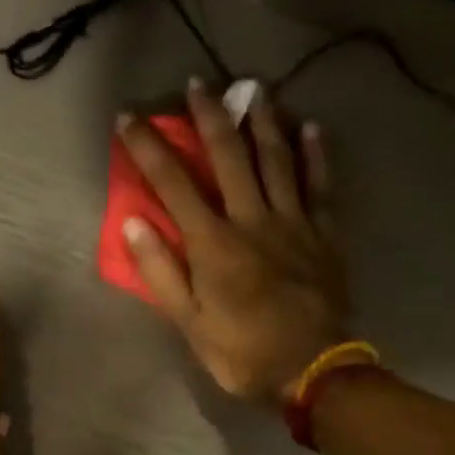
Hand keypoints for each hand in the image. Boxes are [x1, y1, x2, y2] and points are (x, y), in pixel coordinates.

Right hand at [117, 83, 349, 403]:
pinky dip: (315, 154)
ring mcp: (293, 222)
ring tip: (252, 91)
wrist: (313, 370)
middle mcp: (252, 220)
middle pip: (229, 157)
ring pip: (277, 159)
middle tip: (198, 85)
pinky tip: (310, 127)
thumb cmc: (242, 351)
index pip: (173, 184)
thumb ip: (161, 272)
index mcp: (213, 244)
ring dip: (262, 122)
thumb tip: (133, 223)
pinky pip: (320, 184)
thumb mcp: (189, 323)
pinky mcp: (324, 234)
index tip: (129, 119)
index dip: (148, 149)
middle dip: (209, 118)